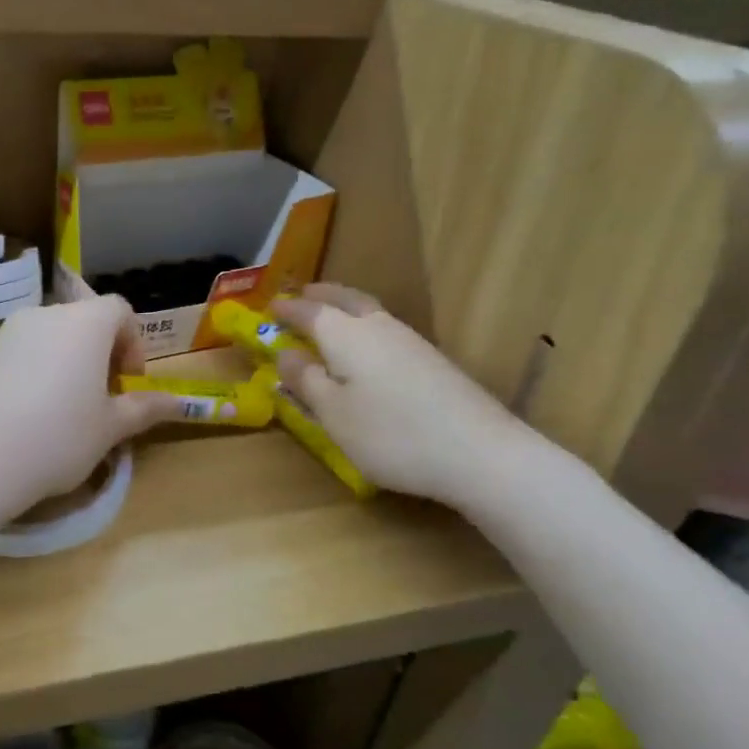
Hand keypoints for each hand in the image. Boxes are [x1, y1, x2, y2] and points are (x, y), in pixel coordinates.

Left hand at [0, 296, 182, 518]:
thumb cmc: (58, 439)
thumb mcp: (110, 429)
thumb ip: (144, 408)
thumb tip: (178, 404)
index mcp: (84, 323)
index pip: (118, 309)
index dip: (132, 341)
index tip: (129, 380)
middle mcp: (43, 315)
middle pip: (80, 320)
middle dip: (96, 351)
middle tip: (99, 395)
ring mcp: (3, 332)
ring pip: (44, 337)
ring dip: (60, 360)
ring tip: (58, 407)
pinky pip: (12, 354)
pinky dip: (26, 372)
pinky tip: (19, 414)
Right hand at [273, 284, 535, 510]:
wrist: (479, 453)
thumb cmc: (391, 434)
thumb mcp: (334, 414)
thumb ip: (306, 381)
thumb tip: (285, 352)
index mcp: (346, 335)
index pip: (309, 311)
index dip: (286, 309)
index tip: (269, 307)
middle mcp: (378, 327)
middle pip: (345, 299)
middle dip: (320, 295)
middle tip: (301, 296)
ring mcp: (410, 341)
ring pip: (369, 311)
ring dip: (344, 306)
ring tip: (329, 316)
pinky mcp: (431, 360)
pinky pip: (385, 329)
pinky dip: (364, 326)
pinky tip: (366, 347)